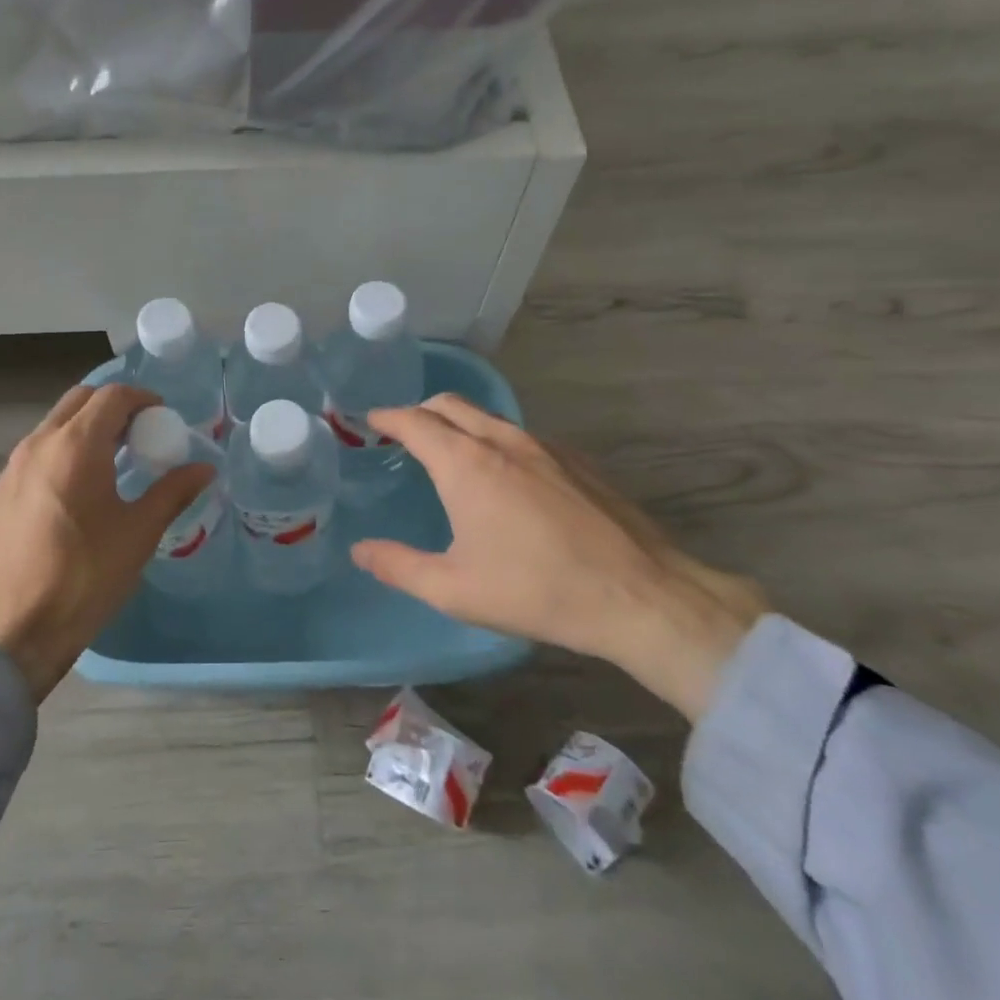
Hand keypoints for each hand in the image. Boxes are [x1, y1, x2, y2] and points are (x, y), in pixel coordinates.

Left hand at [0, 384, 214, 701]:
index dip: (142, 398)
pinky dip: (61, 456)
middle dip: (112, 407)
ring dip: (84, 430)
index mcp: (74, 446)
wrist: (11, 634)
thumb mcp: (138, 534)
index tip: (163, 418)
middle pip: (78, 401)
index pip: (111, 396)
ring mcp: (10, 470)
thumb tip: (205, 468)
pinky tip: (75, 495)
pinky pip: (34, 458)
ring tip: (112, 463)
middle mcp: (37, 445)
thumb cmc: (84, 577)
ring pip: (52, 428)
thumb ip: (172, 492)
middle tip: (139, 434)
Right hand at [351, 395, 767, 720]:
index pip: (414, 421)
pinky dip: (495, 439)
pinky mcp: (577, 460)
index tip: (370, 421)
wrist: (639, 595)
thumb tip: (360, 550)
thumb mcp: (454, 590)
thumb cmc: (536, 591)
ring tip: (449, 452)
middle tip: (403, 433)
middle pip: (450, 404)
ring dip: (459, 423)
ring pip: (488, 417)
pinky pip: (521, 435)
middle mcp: (502, 441)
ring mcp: (545, 446)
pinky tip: (505, 476)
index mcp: (465, 465)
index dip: (387, 417)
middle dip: (420, 411)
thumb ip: (398, 566)